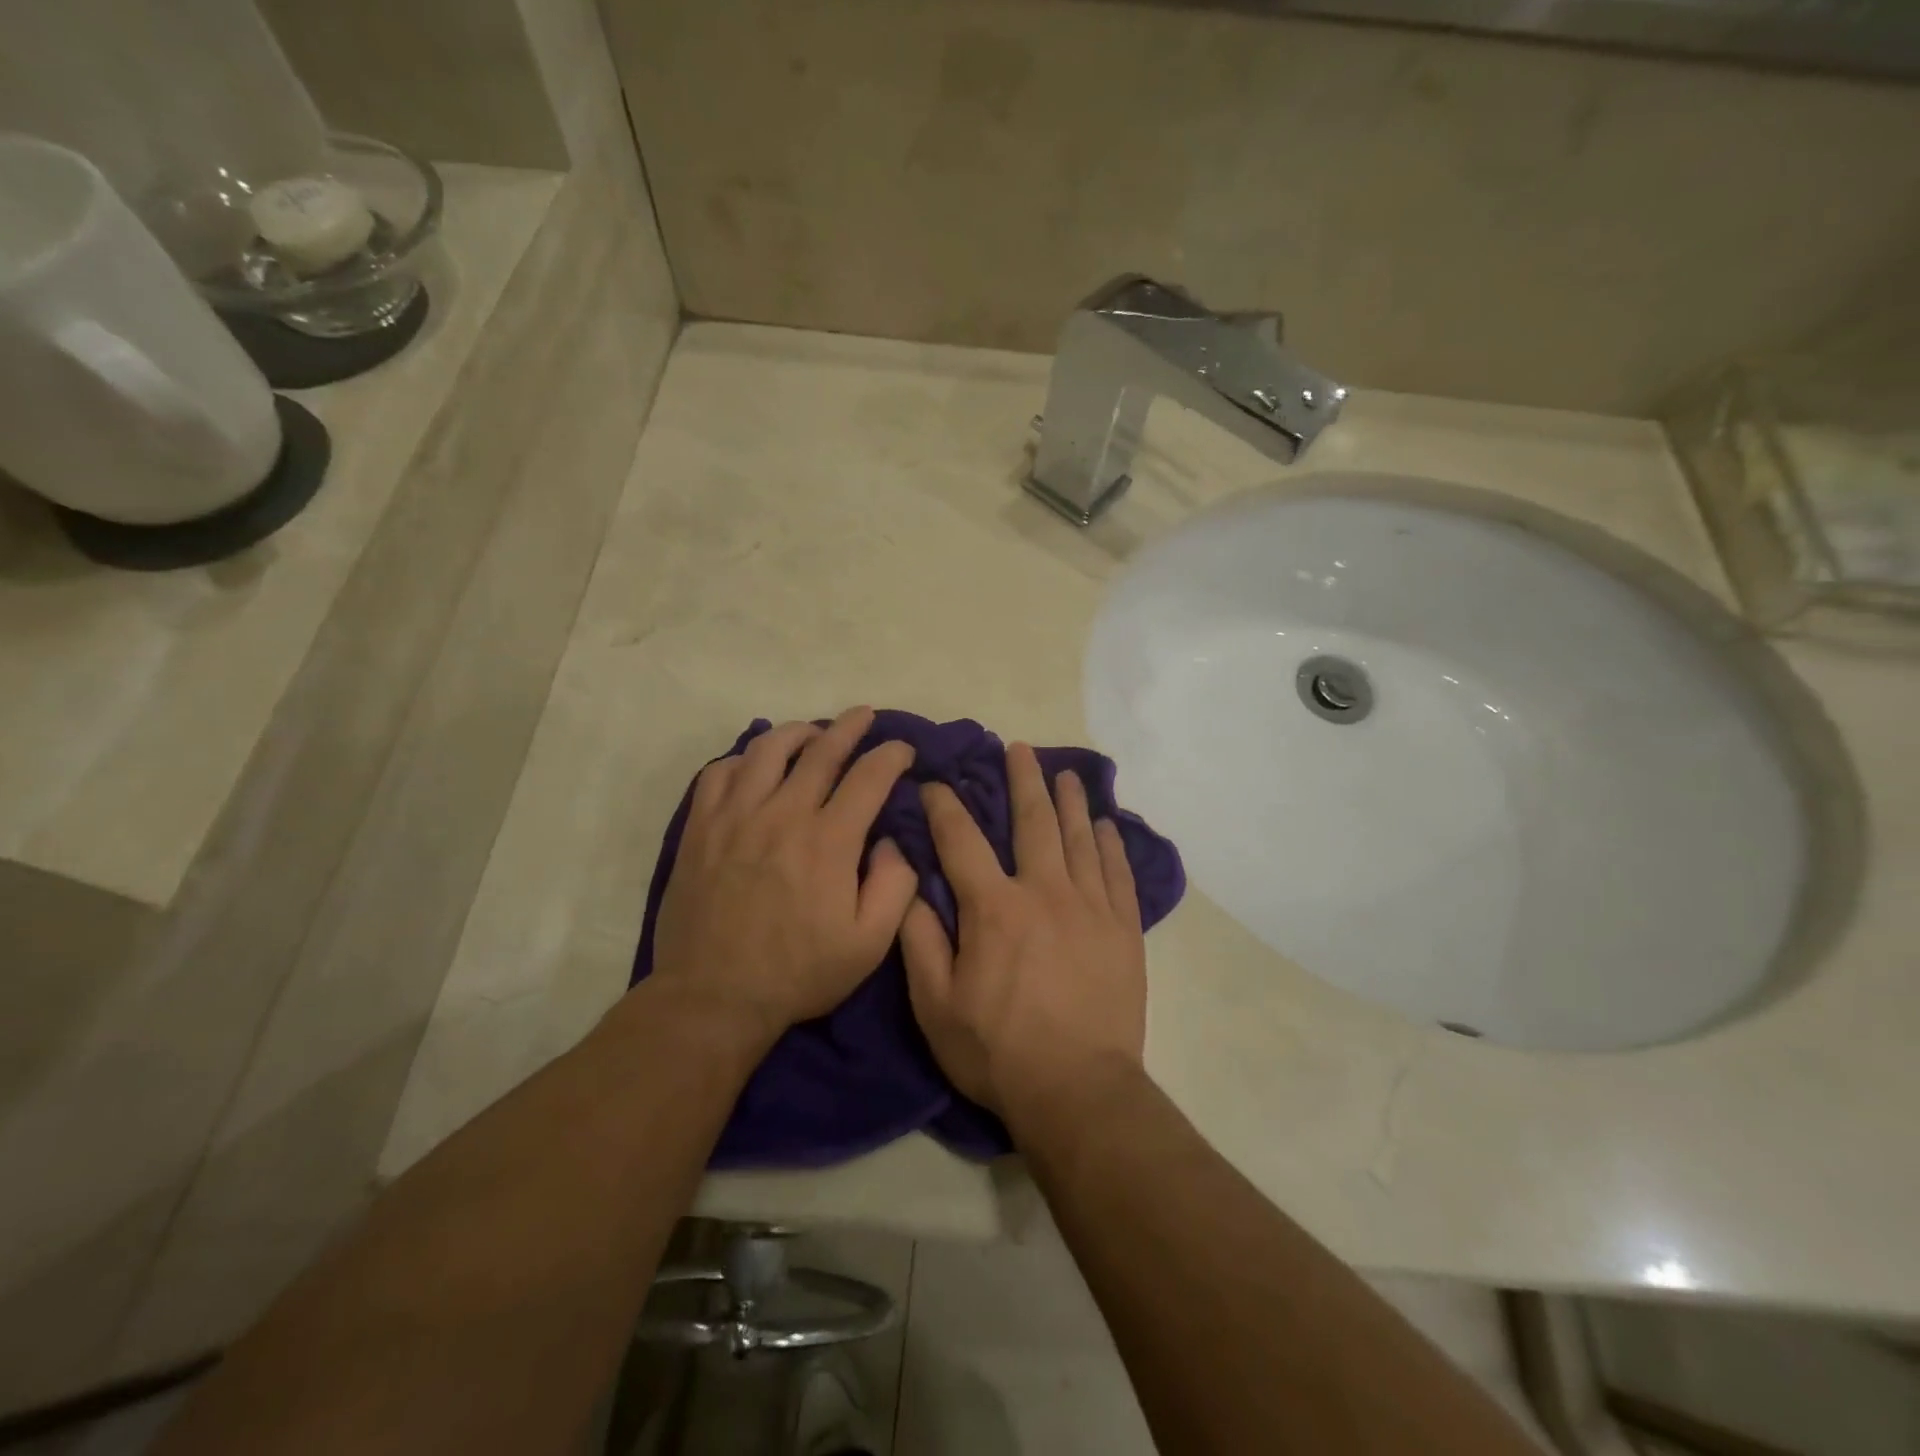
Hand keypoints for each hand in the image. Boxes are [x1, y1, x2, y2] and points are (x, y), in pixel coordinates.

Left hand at [650, 707, 918, 1036]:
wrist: (713, 996)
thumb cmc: (799, 972)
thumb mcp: (869, 944)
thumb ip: (895, 885)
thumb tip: (892, 841)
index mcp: (829, 841)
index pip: (869, 776)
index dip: (891, 755)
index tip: (902, 750)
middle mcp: (783, 814)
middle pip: (821, 750)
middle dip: (849, 726)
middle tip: (864, 715)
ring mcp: (736, 816)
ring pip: (767, 749)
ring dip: (797, 733)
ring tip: (811, 734)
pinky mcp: (700, 828)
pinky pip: (719, 772)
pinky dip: (742, 759)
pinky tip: (754, 767)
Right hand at [899, 742, 1145, 1116]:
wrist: (1078, 1093)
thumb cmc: (997, 1051)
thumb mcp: (936, 1004)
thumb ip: (920, 939)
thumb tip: (907, 883)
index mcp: (994, 907)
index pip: (962, 839)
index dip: (944, 805)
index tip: (935, 782)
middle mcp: (1045, 892)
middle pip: (1033, 821)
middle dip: (1023, 780)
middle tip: (1019, 748)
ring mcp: (1091, 907)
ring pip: (1080, 838)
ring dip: (1070, 801)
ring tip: (1066, 773)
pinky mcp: (1124, 930)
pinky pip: (1118, 873)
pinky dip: (1111, 845)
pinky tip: (1107, 825)